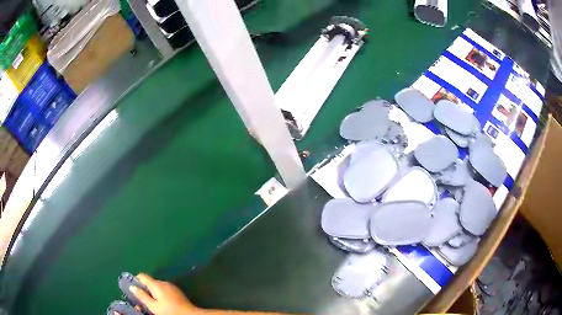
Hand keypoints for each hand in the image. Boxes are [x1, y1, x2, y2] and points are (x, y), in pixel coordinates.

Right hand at [130, 273, 200, 314]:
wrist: (190, 314)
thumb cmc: (170, 311)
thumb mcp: (153, 306)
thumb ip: (142, 296)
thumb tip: (132, 286)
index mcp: (156, 284)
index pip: (142, 276)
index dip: (136, 281)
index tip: (133, 290)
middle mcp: (163, 282)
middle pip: (149, 282)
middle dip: (144, 290)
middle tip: (142, 300)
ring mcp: (171, 286)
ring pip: (157, 287)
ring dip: (152, 293)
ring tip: (151, 304)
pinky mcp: (176, 291)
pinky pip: (164, 290)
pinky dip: (160, 295)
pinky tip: (161, 303)